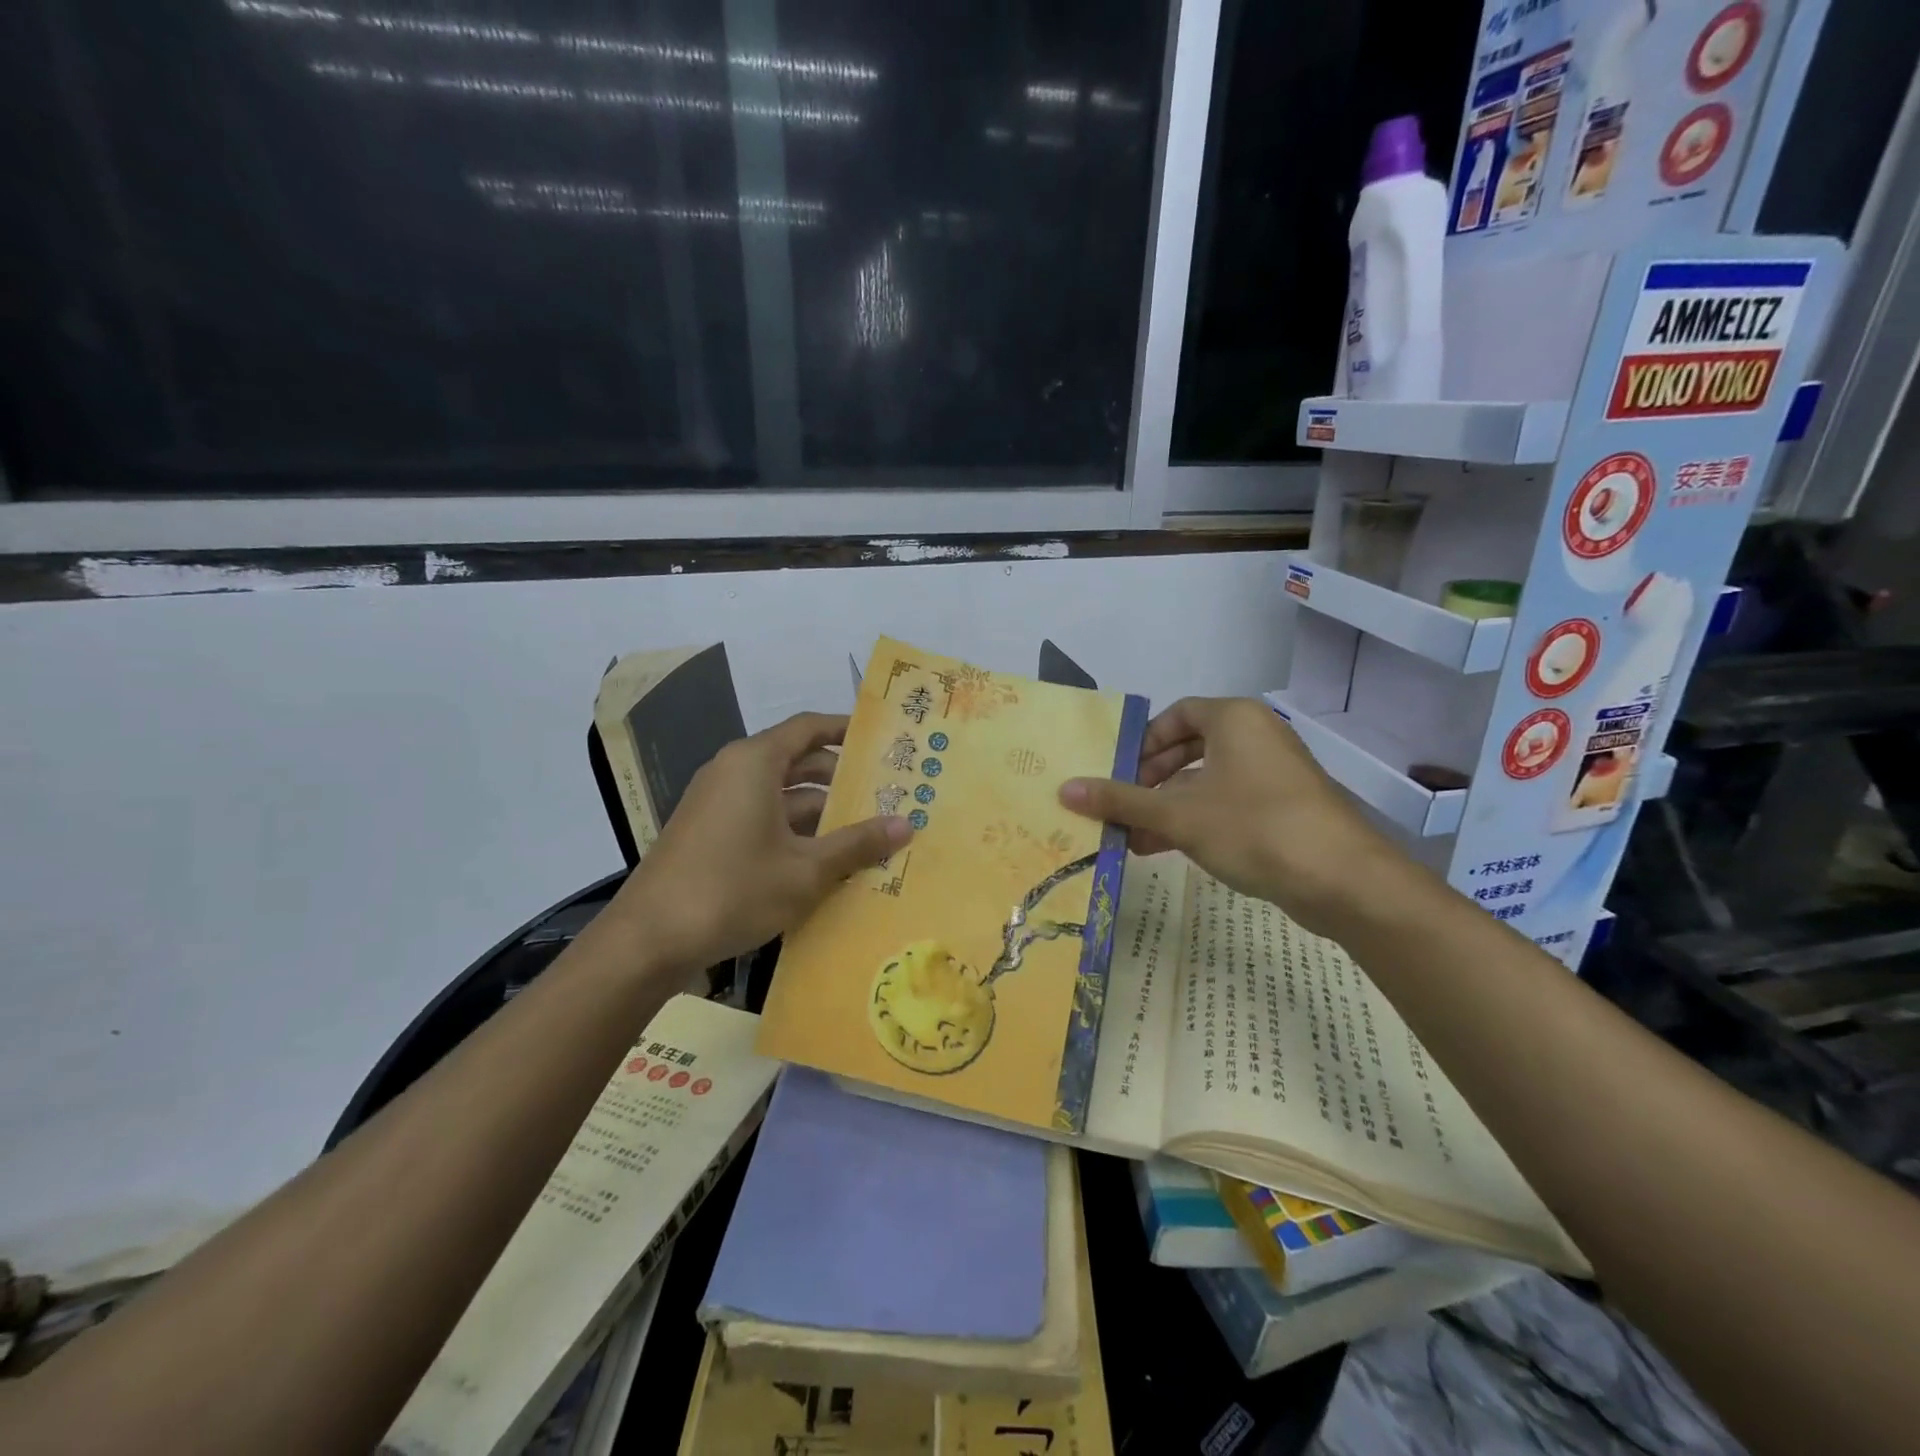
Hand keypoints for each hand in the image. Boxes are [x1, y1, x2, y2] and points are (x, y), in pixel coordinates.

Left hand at [610, 712, 911, 968]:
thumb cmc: (733, 890)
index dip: (846, 730)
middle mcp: (733, 772)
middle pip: (797, 761)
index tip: (882, 741)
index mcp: (755, 763)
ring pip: (780, 794)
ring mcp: (717, 804)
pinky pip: (761, 817)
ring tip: (865, 831)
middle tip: (886, 793)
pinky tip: (824, 860)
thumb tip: (906, 825)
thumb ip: (857, 844)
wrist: (648, 940)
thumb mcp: (805, 870)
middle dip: (841, 778)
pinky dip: (793, 830)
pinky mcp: (709, 834)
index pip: (809, 728)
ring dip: (820, 811)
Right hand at [1059, 697, 1406, 937]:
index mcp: (1234, 720)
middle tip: (1122, 806)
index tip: (1118, 772)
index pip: (1177, 715)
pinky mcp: (1284, 810)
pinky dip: (1196, 821)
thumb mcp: (1178, 814)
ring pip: (1206, 782)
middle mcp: (1256, 737)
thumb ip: (1121, 800)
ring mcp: (1273, 775)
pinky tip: (1166, 850)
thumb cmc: (1253, 827)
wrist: (1342, 879)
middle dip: (1150, 781)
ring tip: (1133, 838)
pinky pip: (1228, 805)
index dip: (1143, 743)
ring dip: (1168, 808)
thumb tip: (1064, 789)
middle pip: (1190, 749)